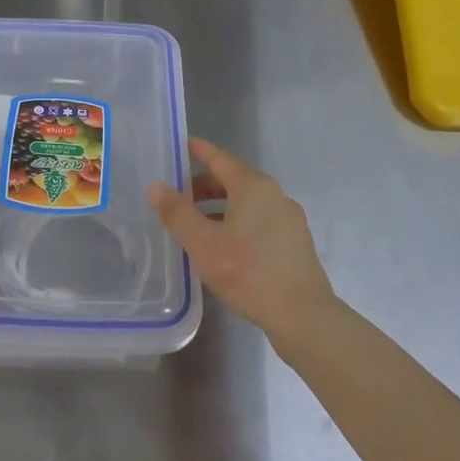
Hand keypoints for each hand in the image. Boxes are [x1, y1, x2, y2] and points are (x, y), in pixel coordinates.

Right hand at [149, 138, 340, 349]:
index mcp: (253, 186)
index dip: (198, 151)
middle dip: (204, 185)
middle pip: (233, 180)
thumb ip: (177, 213)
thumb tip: (156, 187)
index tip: (180, 146)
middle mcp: (274, 195)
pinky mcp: (295, 243)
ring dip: (219, 207)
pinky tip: (224, 247)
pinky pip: (259, 221)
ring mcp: (289, 219)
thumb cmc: (248, 272)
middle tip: (177, 198)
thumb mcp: (203, 243)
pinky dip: (237, 223)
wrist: (303, 314)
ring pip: (247, 203)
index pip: (219, 158)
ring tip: (196, 226)